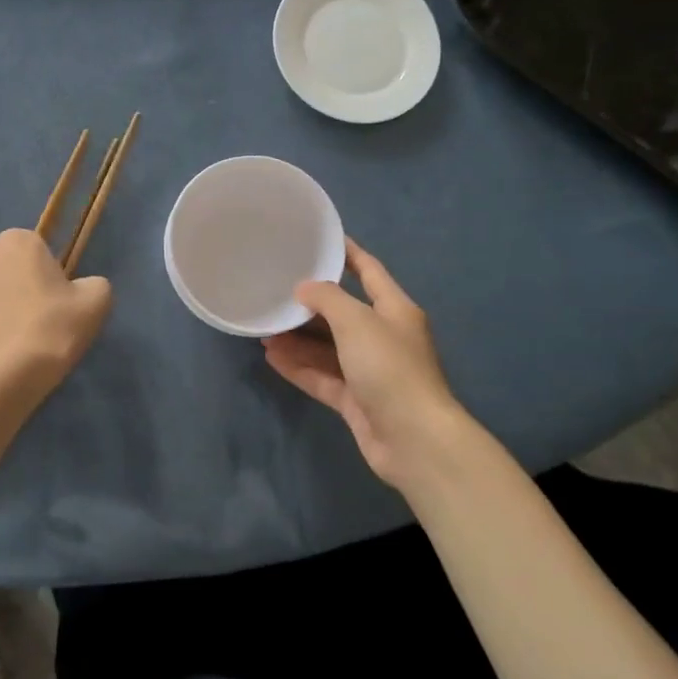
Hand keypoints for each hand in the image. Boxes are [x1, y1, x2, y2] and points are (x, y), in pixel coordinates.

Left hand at [0, 229, 112, 391]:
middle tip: (30, 308)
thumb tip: (82, 288)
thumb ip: (92, 283)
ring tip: (7, 326)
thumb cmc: (58, 325)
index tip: (51, 290)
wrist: (18, 370)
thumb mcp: (97, 299)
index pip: (27, 243)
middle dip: (8, 276)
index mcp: (17, 242)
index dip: (39, 265)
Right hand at [263, 239, 474, 493]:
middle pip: (343, 312)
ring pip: (328, 348)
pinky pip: (322, 376)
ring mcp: (369, 371)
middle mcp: (383, 337)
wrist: (414, 439)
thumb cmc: (389, 368)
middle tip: (275, 291)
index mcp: (394, 310)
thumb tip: (304, 288)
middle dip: (310, 304)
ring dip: (298, 339)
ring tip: (263, 329)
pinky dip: (299, 367)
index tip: (319, 239)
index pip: (369, 271)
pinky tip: (271, 357)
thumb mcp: (357, 321)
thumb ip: (327, 299)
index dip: (347, 253)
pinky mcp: (356, 400)